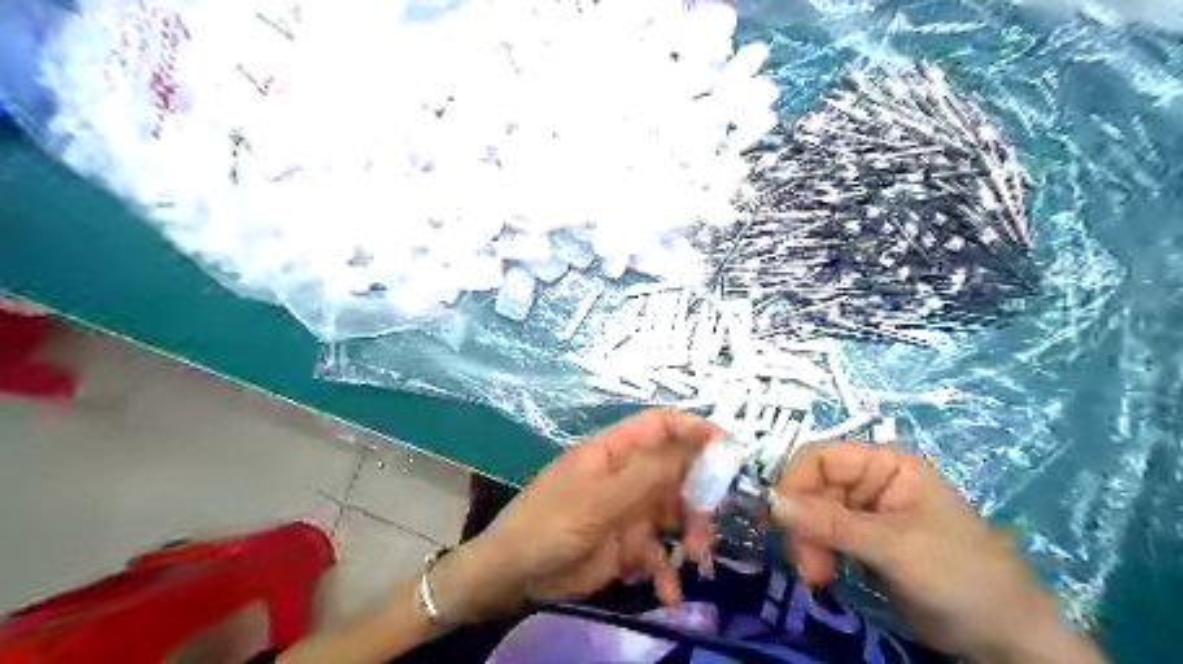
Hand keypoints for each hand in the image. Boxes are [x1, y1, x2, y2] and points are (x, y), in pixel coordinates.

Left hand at [430, 409, 721, 621]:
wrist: (512, 576)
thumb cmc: (548, 525)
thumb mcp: (596, 500)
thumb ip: (643, 476)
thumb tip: (688, 448)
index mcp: (613, 452)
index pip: (659, 426)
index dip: (692, 429)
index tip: (726, 447)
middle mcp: (626, 476)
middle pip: (675, 471)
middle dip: (699, 493)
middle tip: (713, 518)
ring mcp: (628, 511)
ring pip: (674, 514)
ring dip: (690, 534)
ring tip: (695, 558)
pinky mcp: (627, 546)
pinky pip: (658, 554)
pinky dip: (667, 572)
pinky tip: (668, 593)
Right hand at [772, 442, 1104, 663]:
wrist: (1006, 641)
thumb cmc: (960, 577)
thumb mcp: (893, 547)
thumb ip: (830, 524)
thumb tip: (770, 502)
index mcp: (885, 464)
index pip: (819, 457)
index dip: (794, 483)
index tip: (781, 521)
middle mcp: (871, 481)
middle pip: (811, 487)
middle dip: (803, 525)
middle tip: (806, 566)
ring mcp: (865, 512)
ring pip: (811, 514)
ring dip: (806, 544)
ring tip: (817, 578)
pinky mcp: (862, 542)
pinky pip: (822, 537)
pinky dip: (815, 555)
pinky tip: (823, 577)